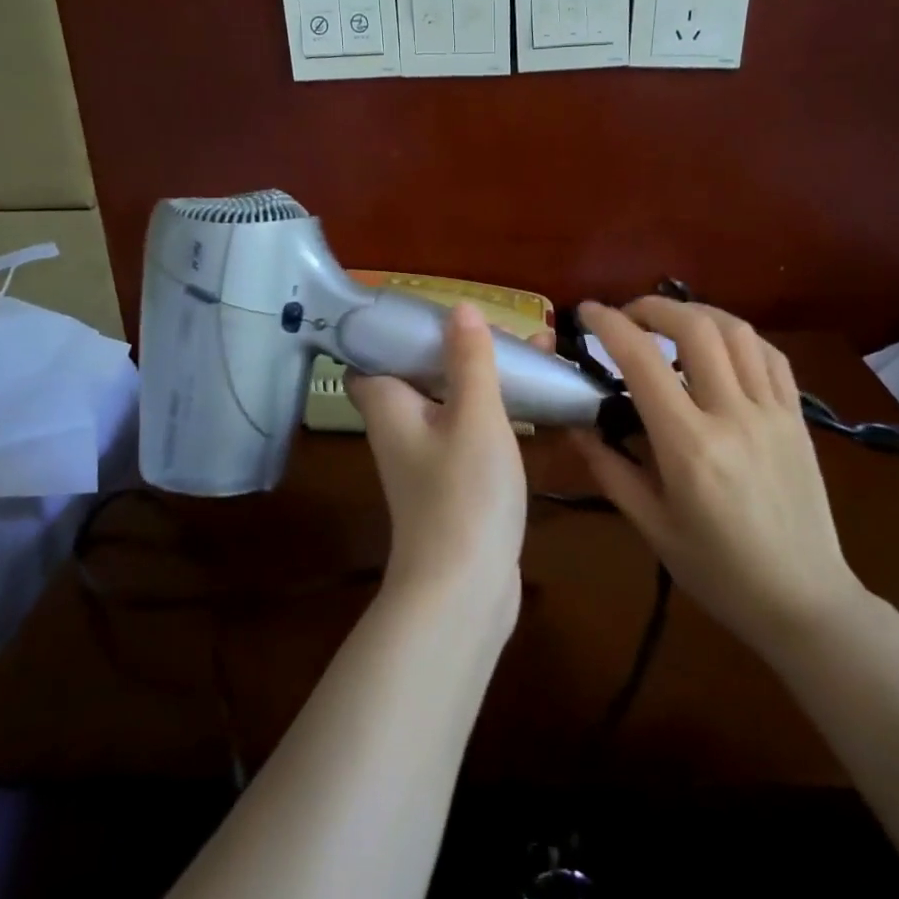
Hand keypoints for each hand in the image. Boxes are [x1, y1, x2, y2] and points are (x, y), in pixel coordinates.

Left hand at [345, 303, 527, 621]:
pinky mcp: (452, 485)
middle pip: (417, 375)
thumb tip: (459, 308)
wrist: (465, 590)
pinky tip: (530, 404)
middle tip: (497, 328)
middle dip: (454, 348)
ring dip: (480, 378)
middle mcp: (399, 430)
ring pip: (448, 403)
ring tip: (530, 351)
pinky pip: (467, 432)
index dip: (389, 332)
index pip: (368, 357)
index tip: (427, 311)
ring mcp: (425, 461)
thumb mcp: (474, 415)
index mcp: (389, 406)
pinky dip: (491, 412)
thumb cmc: (463, 492)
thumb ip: (469, 360)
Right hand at [573, 299, 867, 651]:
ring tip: (670, 324)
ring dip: (697, 313)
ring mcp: (773, 413)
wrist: (803, 600)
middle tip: (627, 316)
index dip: (610, 326)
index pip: (642, 362)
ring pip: (737, 332)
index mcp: (688, 446)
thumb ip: (609, 468)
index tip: (587, 313)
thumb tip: (575, 425)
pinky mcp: (798, 418)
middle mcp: (733, 416)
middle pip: (695, 328)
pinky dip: (739, 337)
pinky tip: (720, 347)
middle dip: (653, 307)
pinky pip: (771, 356)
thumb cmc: (717, 571)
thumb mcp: (651, 525)